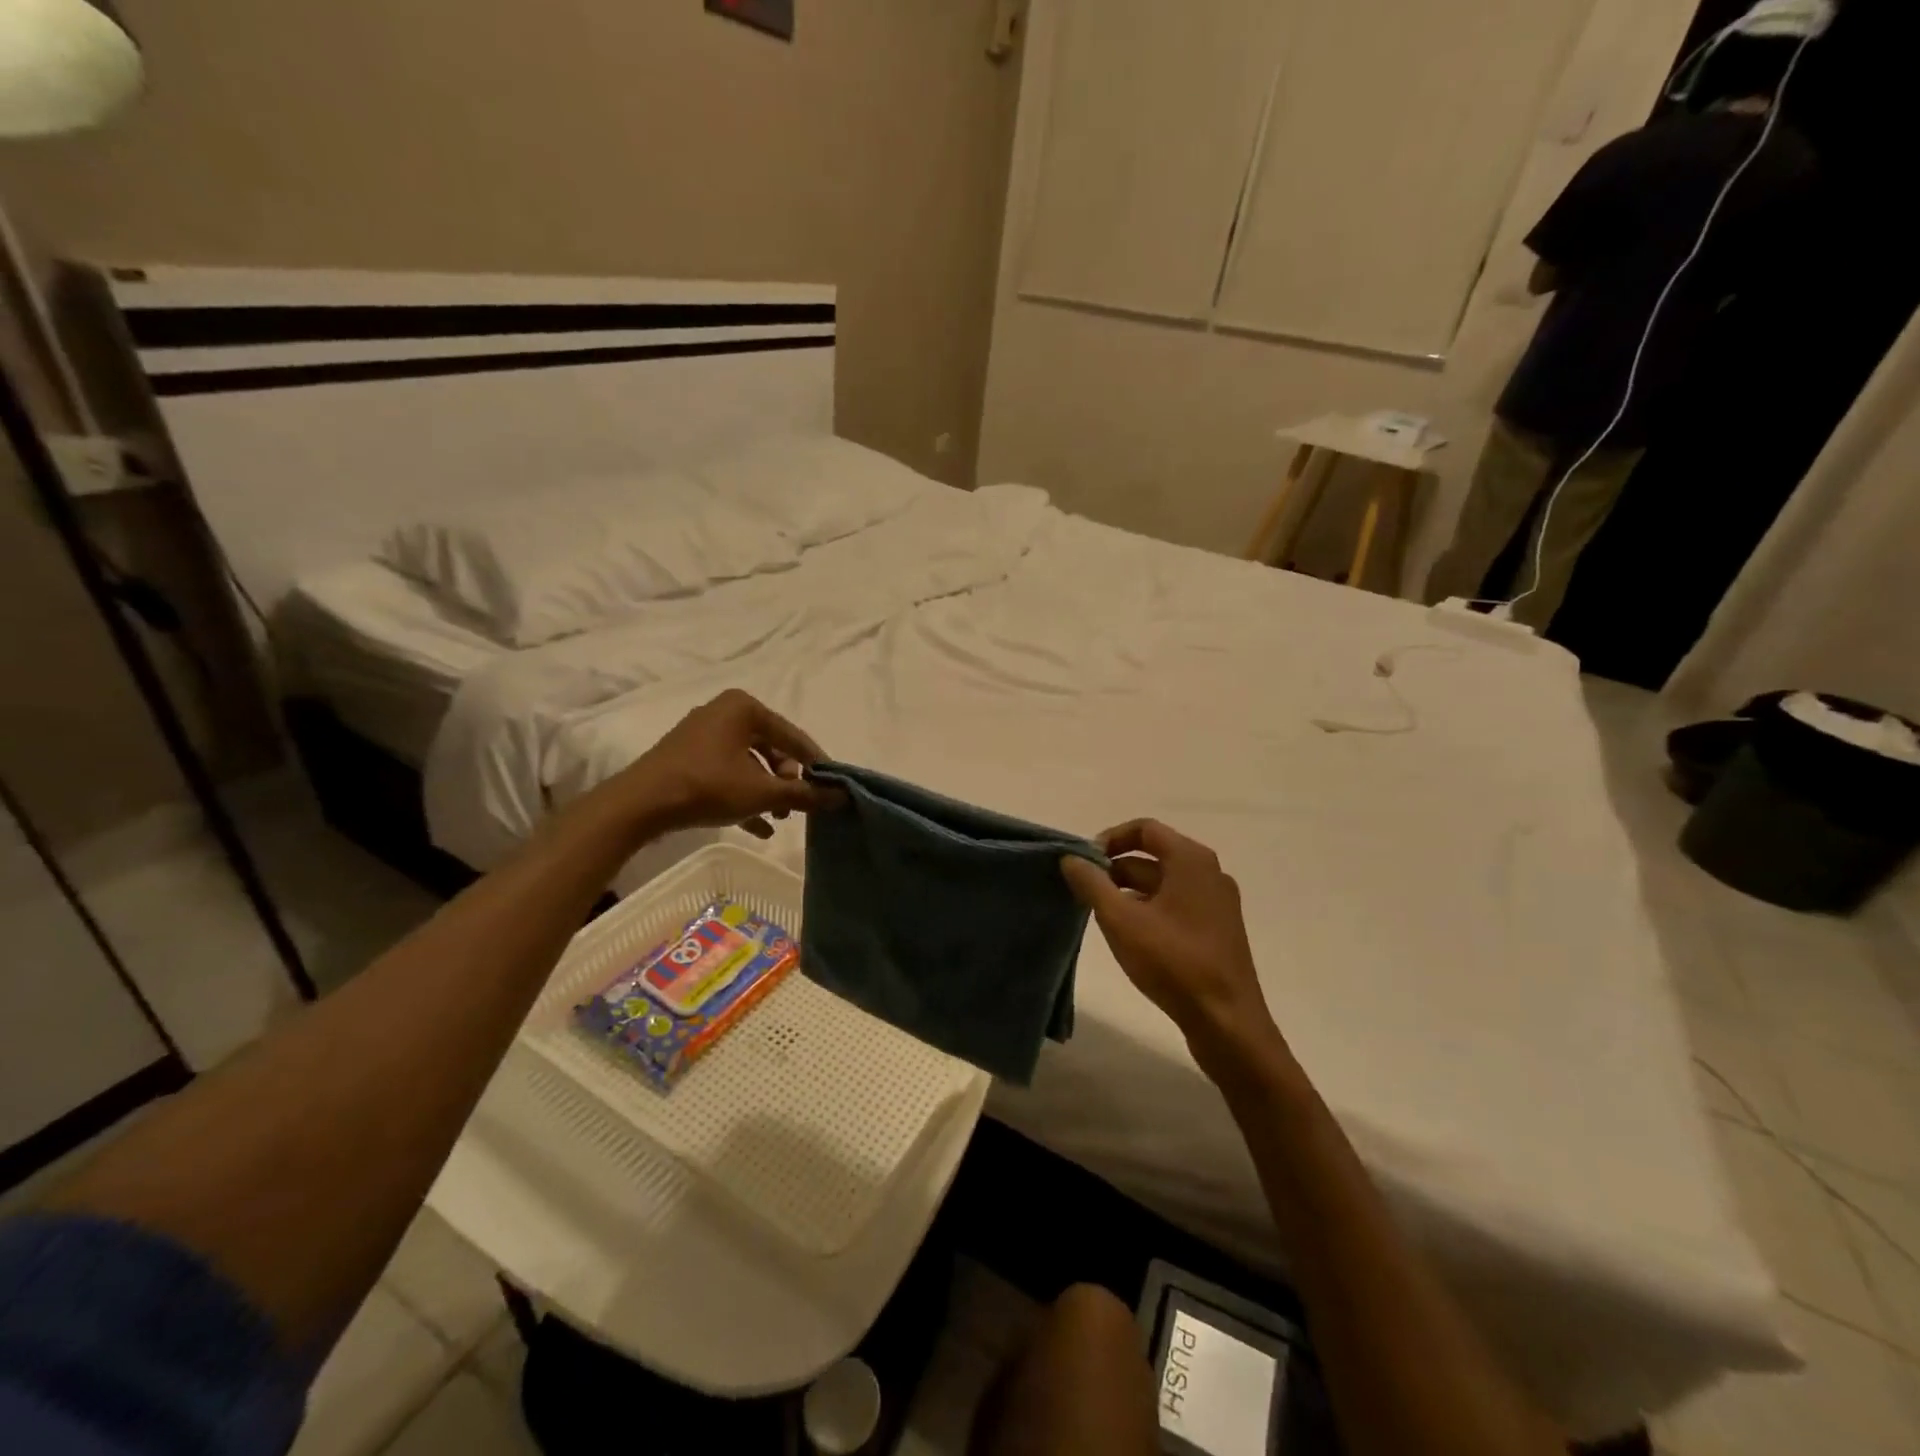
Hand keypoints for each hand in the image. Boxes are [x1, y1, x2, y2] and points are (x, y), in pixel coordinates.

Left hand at [611, 689, 839, 838]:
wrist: (640, 804)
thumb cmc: (707, 786)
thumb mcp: (762, 793)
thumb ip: (804, 794)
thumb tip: (843, 796)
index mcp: (744, 707)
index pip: (793, 736)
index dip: (815, 764)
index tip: (832, 787)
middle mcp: (724, 712)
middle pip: (771, 748)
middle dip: (787, 781)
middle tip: (796, 807)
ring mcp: (702, 735)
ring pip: (749, 763)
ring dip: (767, 791)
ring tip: (778, 819)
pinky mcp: (687, 758)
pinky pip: (727, 773)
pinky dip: (744, 795)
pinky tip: (759, 827)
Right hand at [1061, 820, 1281, 1066]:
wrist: (1227, 1022)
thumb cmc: (1174, 962)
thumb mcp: (1121, 920)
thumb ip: (1091, 884)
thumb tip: (1070, 858)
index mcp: (1191, 860)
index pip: (1144, 829)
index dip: (1109, 839)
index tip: (1084, 862)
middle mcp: (1209, 873)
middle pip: (1154, 855)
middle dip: (1115, 868)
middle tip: (1085, 890)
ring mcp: (1217, 903)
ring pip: (1164, 883)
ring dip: (1129, 890)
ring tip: (1100, 913)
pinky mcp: (1217, 930)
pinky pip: (1176, 905)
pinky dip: (1149, 908)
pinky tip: (1129, 935)